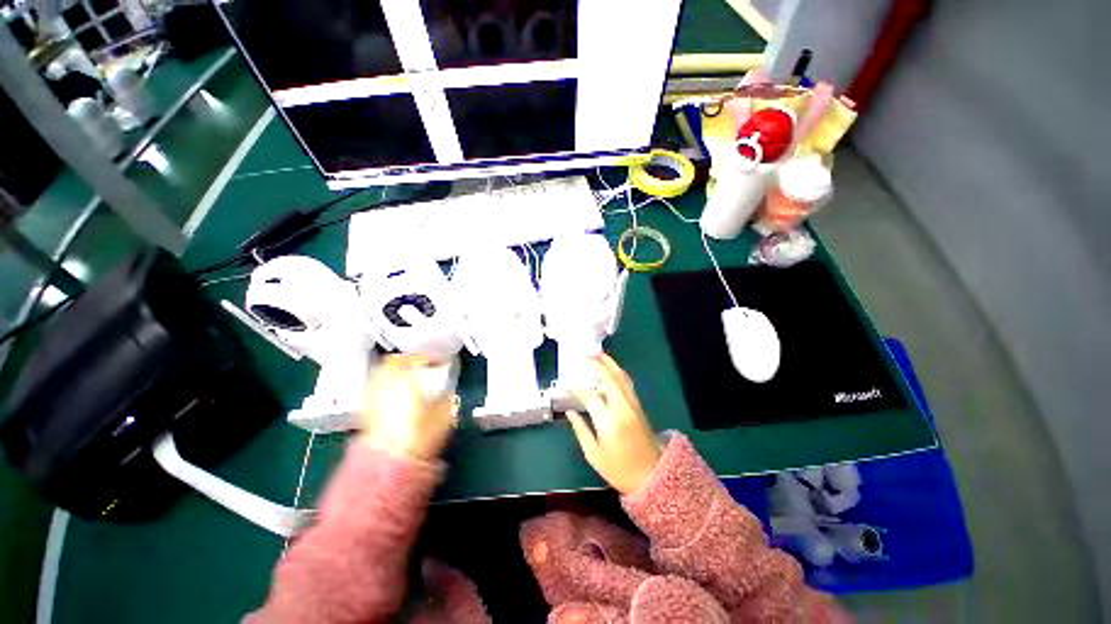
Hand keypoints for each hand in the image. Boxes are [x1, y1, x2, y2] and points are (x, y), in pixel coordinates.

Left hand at [358, 354, 456, 461]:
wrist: (390, 466)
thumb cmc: (417, 440)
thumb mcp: (443, 418)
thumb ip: (448, 401)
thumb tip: (450, 395)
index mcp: (407, 383)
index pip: (416, 359)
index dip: (428, 357)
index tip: (437, 360)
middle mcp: (387, 386)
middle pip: (393, 362)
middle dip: (407, 359)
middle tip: (419, 361)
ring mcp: (375, 398)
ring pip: (380, 372)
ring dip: (393, 369)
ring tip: (405, 373)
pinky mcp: (367, 411)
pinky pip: (374, 387)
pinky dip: (384, 383)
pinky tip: (392, 391)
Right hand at [566, 355, 661, 494]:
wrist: (653, 476)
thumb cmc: (620, 470)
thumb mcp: (594, 455)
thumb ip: (580, 430)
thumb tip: (569, 411)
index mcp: (609, 421)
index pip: (590, 396)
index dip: (576, 388)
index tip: (565, 384)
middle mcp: (623, 407)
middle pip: (608, 378)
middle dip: (593, 364)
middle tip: (579, 355)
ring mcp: (633, 404)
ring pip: (620, 376)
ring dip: (607, 362)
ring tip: (594, 353)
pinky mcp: (638, 404)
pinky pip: (626, 382)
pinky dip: (616, 371)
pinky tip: (609, 367)